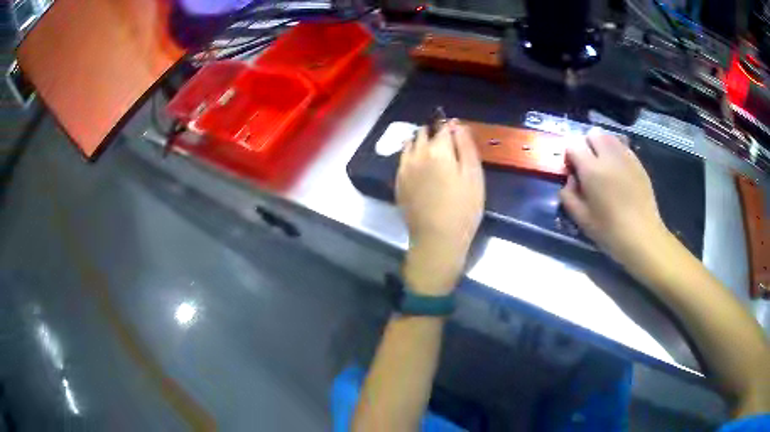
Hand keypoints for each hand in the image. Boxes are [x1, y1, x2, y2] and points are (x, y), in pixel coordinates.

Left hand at [396, 120, 484, 295]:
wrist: (437, 239)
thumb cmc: (463, 208)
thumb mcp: (474, 175)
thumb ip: (466, 146)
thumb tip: (457, 125)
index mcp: (436, 150)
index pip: (442, 127)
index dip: (451, 127)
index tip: (458, 132)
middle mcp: (415, 155)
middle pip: (423, 133)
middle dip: (434, 132)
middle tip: (447, 143)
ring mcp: (403, 169)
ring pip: (409, 145)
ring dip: (420, 142)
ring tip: (432, 152)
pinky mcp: (398, 183)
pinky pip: (403, 160)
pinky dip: (411, 156)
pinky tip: (420, 166)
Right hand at [559, 130, 669, 264]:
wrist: (642, 236)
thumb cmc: (609, 231)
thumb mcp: (581, 219)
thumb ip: (568, 195)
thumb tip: (570, 180)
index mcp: (591, 170)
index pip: (573, 144)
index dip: (569, 154)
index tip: (572, 169)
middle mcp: (608, 156)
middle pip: (592, 133)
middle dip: (586, 144)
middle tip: (588, 165)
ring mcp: (626, 157)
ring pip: (609, 137)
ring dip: (602, 145)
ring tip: (603, 165)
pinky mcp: (638, 163)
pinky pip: (623, 146)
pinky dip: (616, 152)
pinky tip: (618, 170)